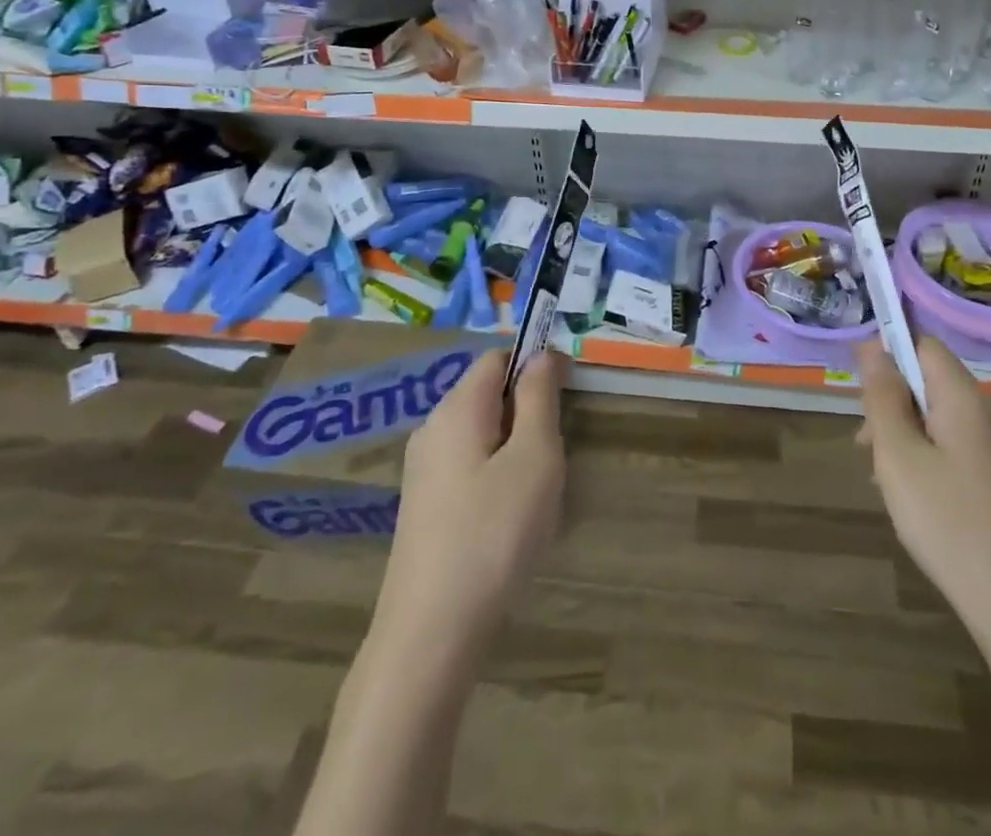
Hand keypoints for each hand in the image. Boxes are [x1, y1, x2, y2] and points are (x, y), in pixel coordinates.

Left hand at [376, 349, 565, 655]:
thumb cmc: (493, 534)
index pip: (498, 358)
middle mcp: (432, 429)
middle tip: (553, 458)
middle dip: (528, 414)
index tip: (567, 399)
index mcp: (457, 408)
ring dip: (516, 450)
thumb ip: (539, 398)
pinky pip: (469, 468)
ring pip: (482, 435)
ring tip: (535, 497)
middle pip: (489, 396)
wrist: (430, 634)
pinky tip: (509, 524)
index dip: (535, 366)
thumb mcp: (534, 457)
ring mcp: (423, 471)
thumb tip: (542, 356)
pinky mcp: (424, 507)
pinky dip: (497, 479)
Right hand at [855, 337, 990, 631]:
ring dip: (910, 437)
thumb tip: (874, 346)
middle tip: (869, 452)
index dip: (888, 358)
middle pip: (932, 383)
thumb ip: (883, 397)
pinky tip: (923, 503)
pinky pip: (963, 447)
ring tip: (889, 484)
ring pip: (944, 419)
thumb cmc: (951, 526)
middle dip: (894, 406)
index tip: (862, 399)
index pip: (924, 345)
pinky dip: (934, 460)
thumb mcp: (899, 458)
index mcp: (967, 398)